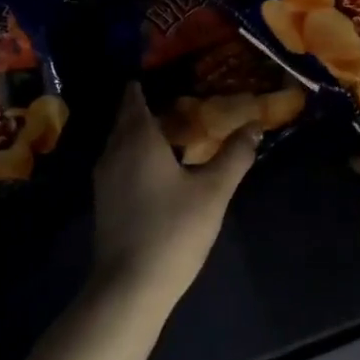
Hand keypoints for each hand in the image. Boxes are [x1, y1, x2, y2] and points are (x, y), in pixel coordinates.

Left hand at [91, 84, 257, 307]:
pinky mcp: (104, 200)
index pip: (134, 97)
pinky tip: (161, 167)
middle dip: (150, 107)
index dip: (147, 83)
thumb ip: (234, 156)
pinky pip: (120, 162)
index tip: (169, 74)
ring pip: (122, 142)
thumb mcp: (213, 191)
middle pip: (127, 119)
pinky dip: (137, 154)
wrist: (130, 285)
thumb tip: (255, 126)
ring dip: (144, 133)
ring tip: (176, 132)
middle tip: (184, 101)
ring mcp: (104, 178)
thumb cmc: (173, 230)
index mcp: (137, 139)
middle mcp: (113, 151)